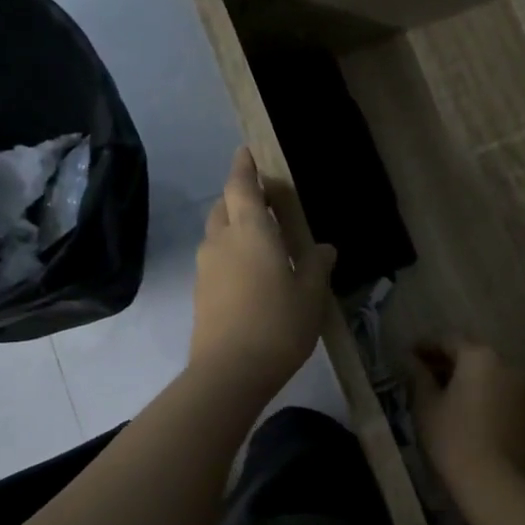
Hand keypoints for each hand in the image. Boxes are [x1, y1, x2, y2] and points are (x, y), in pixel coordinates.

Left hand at [189, 149, 336, 398]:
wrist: (230, 372)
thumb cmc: (278, 325)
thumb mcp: (311, 295)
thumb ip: (317, 266)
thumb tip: (324, 248)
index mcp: (251, 231)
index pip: (241, 185)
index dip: (244, 167)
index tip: (247, 153)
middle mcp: (222, 240)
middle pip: (224, 206)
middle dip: (240, 198)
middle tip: (264, 204)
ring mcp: (206, 267)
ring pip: (217, 233)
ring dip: (233, 228)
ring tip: (260, 242)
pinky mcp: (200, 292)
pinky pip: (215, 259)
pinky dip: (229, 254)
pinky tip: (250, 275)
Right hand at [411, 341, 524, 498]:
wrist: (495, 482)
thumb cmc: (453, 439)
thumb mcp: (427, 406)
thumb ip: (419, 377)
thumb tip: (414, 362)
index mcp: (480, 357)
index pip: (449, 341)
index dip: (427, 347)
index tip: (410, 355)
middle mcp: (507, 364)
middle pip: (474, 355)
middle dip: (449, 361)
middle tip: (426, 373)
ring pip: (491, 374)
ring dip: (469, 378)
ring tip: (446, 394)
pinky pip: (503, 392)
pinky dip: (485, 394)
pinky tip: (469, 411)